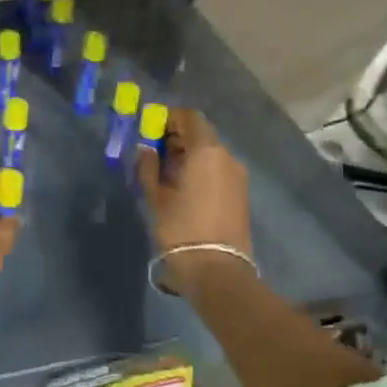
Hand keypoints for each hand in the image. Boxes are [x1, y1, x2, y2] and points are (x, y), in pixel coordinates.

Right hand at [135, 109, 253, 296]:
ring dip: (188, 155)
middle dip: (176, 137)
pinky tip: (182, 187)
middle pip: (200, 134)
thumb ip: (148, 166)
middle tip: (152, 151)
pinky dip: (199, 169)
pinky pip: (217, 169)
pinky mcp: (240, 193)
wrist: (216, 269)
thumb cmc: (181, 227)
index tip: (149, 129)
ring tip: (164, 172)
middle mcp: (226, 157)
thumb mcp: (156, 196)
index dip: (168, 118)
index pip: (189, 118)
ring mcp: (237, 176)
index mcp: (206, 151)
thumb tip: (146, 148)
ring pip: (209, 153)